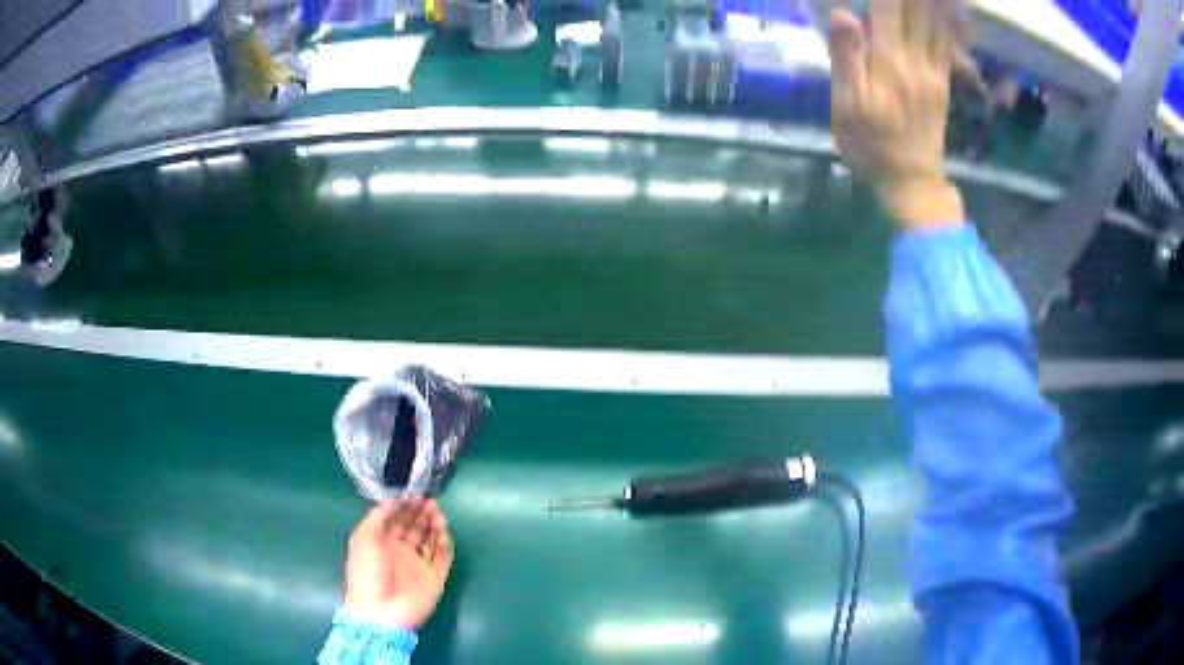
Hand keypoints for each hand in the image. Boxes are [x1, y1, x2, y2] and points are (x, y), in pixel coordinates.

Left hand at [343, 498, 454, 629]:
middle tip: (429, 501)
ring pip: (431, 540)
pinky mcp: (436, 577)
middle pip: (415, 527)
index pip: (396, 520)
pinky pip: (443, 556)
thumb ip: (378, 516)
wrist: (382, 610)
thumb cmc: (367, 571)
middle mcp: (401, 552)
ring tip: (437, 512)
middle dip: (421, 513)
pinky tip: (443, 530)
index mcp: (382, 543)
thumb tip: (393, 500)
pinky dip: (445, 542)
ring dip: (434, 524)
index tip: (414, 494)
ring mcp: (419, 565)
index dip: (405, 506)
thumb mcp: (363, 538)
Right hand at [829, 0, 964, 228]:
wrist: (911, 181)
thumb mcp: (846, 107)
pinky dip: (959, 20)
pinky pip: (953, 43)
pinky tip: (964, 6)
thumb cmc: (870, 145)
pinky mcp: (944, 80)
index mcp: (886, 60)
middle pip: (917, 7)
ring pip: (939, 20)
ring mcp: (934, 69)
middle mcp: (914, 57)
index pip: (888, 5)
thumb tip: (845, 14)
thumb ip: (846, 59)